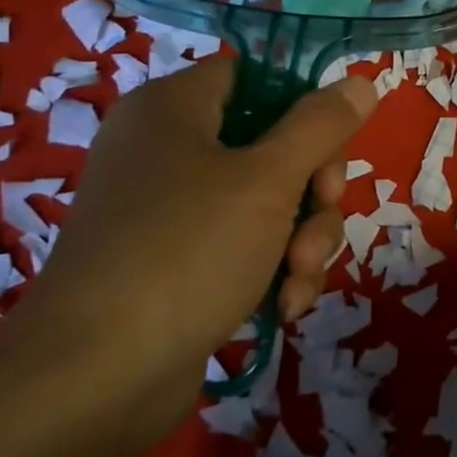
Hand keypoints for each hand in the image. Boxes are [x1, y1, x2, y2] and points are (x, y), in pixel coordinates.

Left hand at [0, 59, 377, 452]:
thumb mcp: (270, 179)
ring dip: (304, 238)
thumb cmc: (186, 252)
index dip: (302, 103)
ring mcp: (173, 211)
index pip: (255, 76)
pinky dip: (274, 270)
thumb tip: (362, 81)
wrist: (94, 380)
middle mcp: (170, 150)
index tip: (332, 142)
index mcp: (174, 109)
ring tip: (300, 276)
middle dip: (314, 189)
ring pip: (272, 201)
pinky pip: (248, 245)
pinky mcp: (180, 263)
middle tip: (320, 215)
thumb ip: (321, 125)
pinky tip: (285, 305)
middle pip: (275, 143)